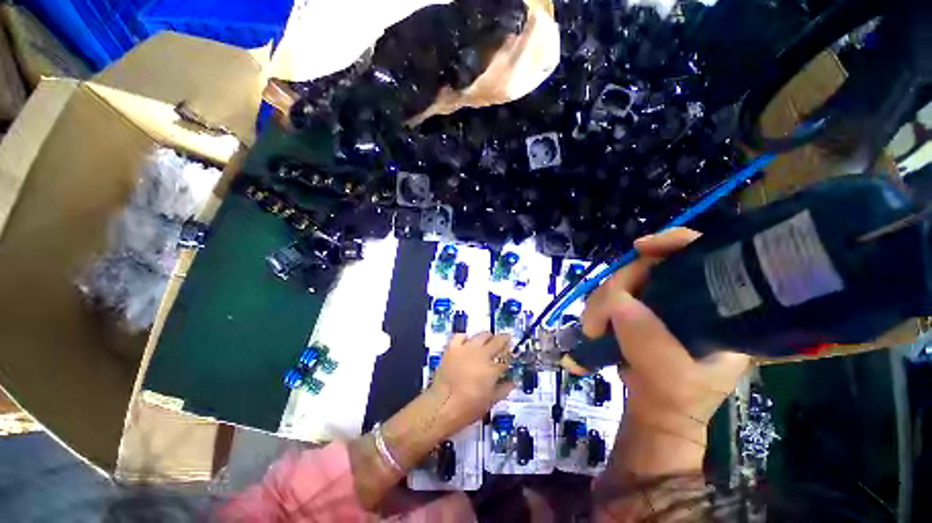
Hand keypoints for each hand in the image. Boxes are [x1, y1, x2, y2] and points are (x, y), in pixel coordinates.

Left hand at [429, 332, 514, 430]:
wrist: (442, 406)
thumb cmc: (468, 407)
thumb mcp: (490, 402)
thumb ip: (503, 390)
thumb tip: (512, 382)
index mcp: (492, 368)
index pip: (505, 360)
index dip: (508, 360)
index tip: (508, 359)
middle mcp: (481, 354)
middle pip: (497, 341)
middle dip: (503, 341)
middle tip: (505, 341)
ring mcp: (466, 348)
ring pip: (481, 335)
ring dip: (487, 337)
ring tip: (487, 341)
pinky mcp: (452, 347)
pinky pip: (460, 336)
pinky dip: (465, 337)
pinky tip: (467, 342)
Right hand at [581, 228, 750, 427]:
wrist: (657, 412)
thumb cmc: (677, 397)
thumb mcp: (671, 375)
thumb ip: (648, 339)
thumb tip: (617, 300)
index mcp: (718, 309)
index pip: (704, 255)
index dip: (674, 243)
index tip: (640, 248)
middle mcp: (690, 297)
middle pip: (650, 266)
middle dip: (618, 286)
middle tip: (598, 319)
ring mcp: (661, 303)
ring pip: (623, 280)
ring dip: (600, 301)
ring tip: (594, 330)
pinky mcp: (638, 309)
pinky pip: (612, 293)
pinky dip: (598, 306)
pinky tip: (596, 324)